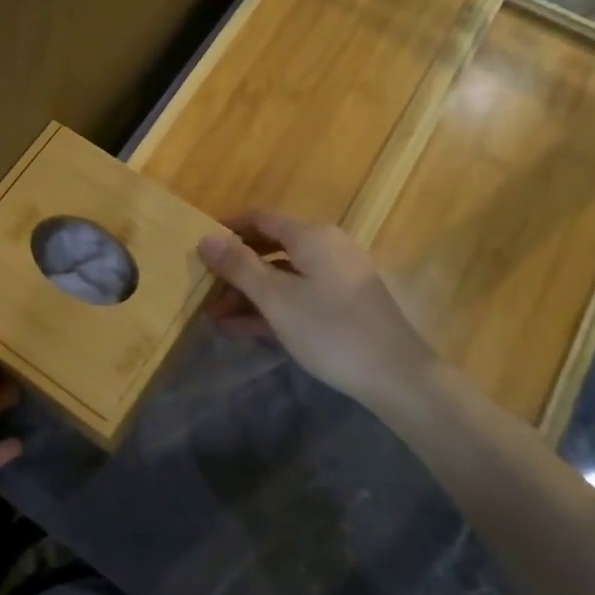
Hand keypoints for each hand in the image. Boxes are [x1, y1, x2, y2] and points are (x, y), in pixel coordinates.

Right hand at [199, 211, 439, 412]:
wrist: (396, 376)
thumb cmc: (330, 329)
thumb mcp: (277, 298)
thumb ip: (239, 266)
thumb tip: (205, 237)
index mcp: (312, 236)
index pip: (261, 219)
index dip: (228, 229)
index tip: (199, 246)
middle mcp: (326, 248)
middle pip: (270, 248)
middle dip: (235, 269)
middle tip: (203, 288)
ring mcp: (337, 277)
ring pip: (283, 276)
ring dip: (249, 293)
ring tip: (214, 316)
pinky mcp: (342, 305)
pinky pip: (298, 296)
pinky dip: (271, 308)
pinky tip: (241, 329)